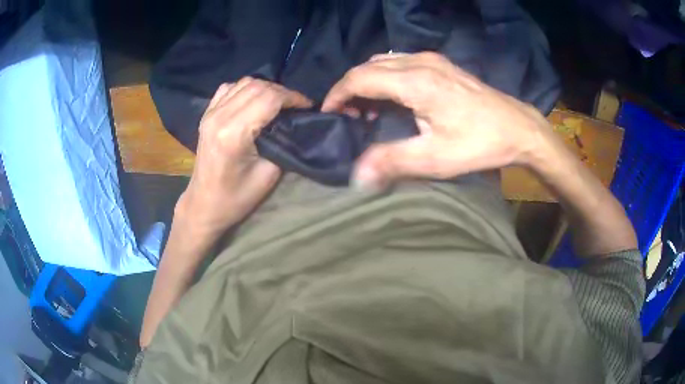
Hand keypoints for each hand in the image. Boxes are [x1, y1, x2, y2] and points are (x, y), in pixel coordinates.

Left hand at [175, 77, 311, 241]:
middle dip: (282, 92)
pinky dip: (246, 89)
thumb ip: (282, 143)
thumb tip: (294, 123)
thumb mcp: (268, 175)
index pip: (269, 98)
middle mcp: (219, 116)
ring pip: (244, 83)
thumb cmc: (236, 197)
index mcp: (234, 133)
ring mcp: (210, 113)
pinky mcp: (206, 114)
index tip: (307, 107)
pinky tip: (253, 101)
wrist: (203, 204)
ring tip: (278, 103)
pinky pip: (229, 88)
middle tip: (295, 106)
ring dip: (266, 88)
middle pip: (258, 86)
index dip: (293, 97)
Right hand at [321, 52, 550, 186]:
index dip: (337, 94)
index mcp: (414, 82)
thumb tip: (356, 176)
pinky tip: (392, 97)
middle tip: (346, 116)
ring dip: (367, 81)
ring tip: (366, 108)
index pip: (359, 78)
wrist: (518, 128)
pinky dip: (385, 76)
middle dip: (349, 87)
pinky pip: (400, 62)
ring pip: (383, 61)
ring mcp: (432, 60)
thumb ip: (392, 161)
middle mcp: (419, 62)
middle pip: (368, 65)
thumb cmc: (479, 143)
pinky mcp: (442, 64)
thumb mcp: (436, 158)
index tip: (328, 114)